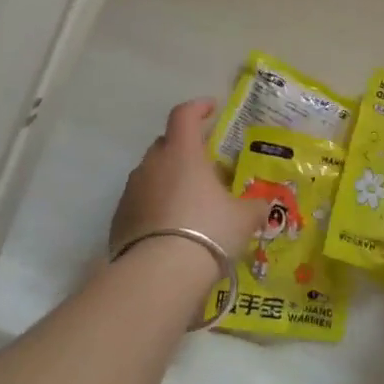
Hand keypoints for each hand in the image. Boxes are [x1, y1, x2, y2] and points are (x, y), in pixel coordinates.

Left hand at [109, 99, 267, 268]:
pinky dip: (154, 205)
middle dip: (183, 148)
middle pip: (166, 143)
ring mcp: (132, 190)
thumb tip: (264, 206)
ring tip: (187, 201)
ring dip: (167, 179)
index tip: (211, 109)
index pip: (184, 114)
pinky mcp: (119, 218)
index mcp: (182, 152)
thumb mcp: (243, 219)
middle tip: (203, 165)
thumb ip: (254, 207)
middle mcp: (152, 164)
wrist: (158, 275)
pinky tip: (169, 228)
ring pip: (151, 173)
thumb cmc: (207, 231)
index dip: (198, 107)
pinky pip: (140, 201)